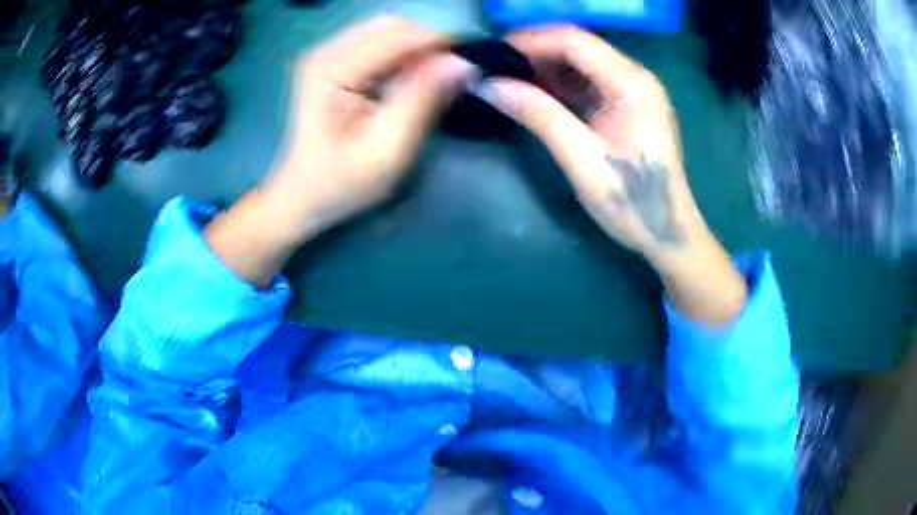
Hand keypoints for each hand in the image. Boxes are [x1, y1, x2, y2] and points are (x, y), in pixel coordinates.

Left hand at [264, 16, 474, 241]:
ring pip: (388, 30)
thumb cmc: (342, 182)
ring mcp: (326, 53)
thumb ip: (423, 100)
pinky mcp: (332, 61)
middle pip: (393, 25)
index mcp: (333, 70)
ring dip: (417, 48)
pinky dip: (401, 54)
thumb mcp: (389, 149)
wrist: (303, 195)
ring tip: (434, 78)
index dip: (440, 44)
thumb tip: (461, 63)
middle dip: (428, 44)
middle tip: (452, 75)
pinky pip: (377, 42)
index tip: (471, 64)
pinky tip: (411, 78)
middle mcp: (326, 51)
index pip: (398, 37)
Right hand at [478, 27, 746, 324]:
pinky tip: (533, 93)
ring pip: (581, 63)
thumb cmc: (632, 202)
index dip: (530, 41)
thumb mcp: (582, 159)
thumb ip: (539, 115)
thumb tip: (489, 85)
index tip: (491, 53)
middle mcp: (635, 77)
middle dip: (534, 52)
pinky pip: (588, 83)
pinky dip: (559, 84)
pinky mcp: (628, 107)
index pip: (574, 41)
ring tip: (505, 78)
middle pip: (578, 47)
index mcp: (632, 83)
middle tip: (493, 66)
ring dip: (544, 67)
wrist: (669, 234)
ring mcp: (633, 91)